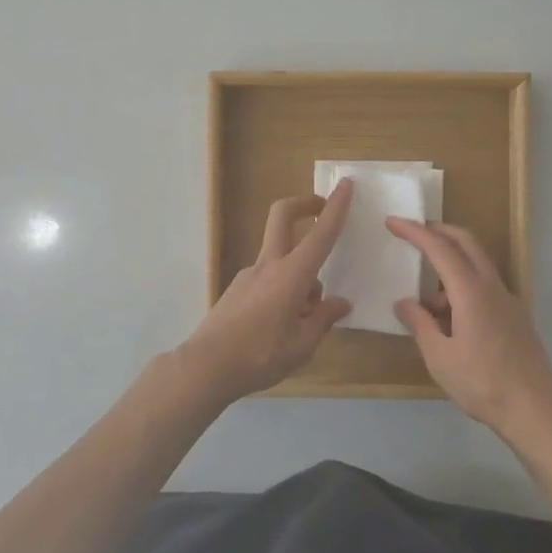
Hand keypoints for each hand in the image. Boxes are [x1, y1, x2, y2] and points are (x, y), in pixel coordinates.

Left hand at [177, 180, 354, 401]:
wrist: (206, 367)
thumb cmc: (260, 356)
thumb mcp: (302, 345)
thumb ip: (323, 319)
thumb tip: (340, 303)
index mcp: (291, 275)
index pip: (320, 234)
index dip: (336, 208)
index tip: (346, 185)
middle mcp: (268, 266)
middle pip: (282, 217)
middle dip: (304, 204)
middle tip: (322, 210)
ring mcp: (248, 275)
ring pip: (280, 259)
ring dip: (299, 274)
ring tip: (306, 321)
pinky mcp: (236, 290)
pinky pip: (268, 280)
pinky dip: (283, 290)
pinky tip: (282, 327)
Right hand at [387, 219, 551, 441]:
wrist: (536, 411)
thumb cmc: (482, 383)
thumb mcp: (439, 356)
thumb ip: (420, 324)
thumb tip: (404, 303)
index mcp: (471, 292)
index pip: (440, 248)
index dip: (415, 232)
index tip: (392, 222)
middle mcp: (492, 287)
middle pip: (466, 243)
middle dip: (438, 231)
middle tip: (412, 233)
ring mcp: (507, 301)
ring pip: (476, 265)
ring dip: (450, 265)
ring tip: (424, 302)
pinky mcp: (514, 317)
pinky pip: (484, 286)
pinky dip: (462, 286)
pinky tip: (449, 318)